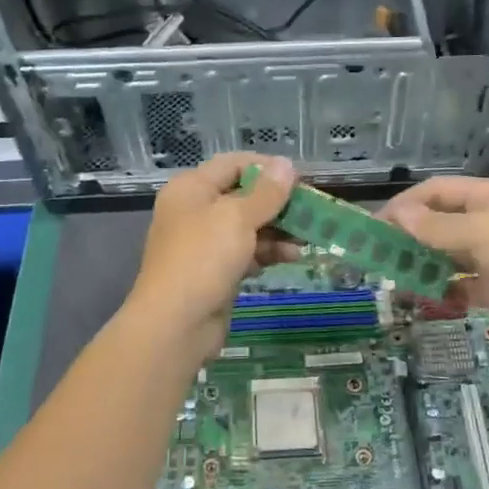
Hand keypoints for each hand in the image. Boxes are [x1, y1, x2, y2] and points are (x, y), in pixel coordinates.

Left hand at [125, 153, 296, 351]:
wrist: (176, 324)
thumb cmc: (203, 259)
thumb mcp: (237, 218)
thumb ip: (266, 192)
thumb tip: (286, 164)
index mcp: (191, 189)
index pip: (233, 164)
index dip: (267, 167)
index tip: (300, 179)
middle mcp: (195, 211)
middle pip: (243, 196)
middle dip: (278, 203)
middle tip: (312, 209)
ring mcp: (205, 244)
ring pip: (248, 227)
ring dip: (279, 230)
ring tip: (309, 236)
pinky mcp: (216, 271)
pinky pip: (247, 252)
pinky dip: (269, 252)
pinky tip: (293, 257)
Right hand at [378, 175, 488, 357]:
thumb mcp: (481, 233)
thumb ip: (437, 227)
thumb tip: (398, 215)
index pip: (436, 192)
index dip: (405, 205)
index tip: (374, 226)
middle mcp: (488, 221)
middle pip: (439, 223)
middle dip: (408, 237)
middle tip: (376, 256)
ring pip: (446, 255)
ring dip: (421, 265)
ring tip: (392, 280)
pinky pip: (459, 285)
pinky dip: (440, 289)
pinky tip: (421, 299)